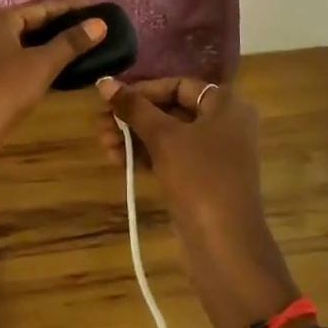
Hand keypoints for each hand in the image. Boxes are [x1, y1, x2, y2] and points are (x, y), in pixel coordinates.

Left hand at [0, 0, 108, 191]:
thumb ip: (70, 43)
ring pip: (24, 45)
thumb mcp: (41, 65)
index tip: (97, 7)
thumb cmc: (1, 92)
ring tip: (83, 48)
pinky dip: (38, 64)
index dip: (70, 7)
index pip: (42, 6)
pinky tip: (59, 71)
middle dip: (61, 26)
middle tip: (94, 28)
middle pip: (31, 23)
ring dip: (50, 47)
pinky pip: (17, 64)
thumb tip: (100, 23)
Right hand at [97, 76, 299, 327]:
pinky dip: (147, 155)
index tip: (112, 98)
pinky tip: (117, 158)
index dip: (144, 89)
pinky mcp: (204, 180)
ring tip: (103, 142)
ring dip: (136, 136)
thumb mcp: (164, 138)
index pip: (179, 85)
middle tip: (101, 122)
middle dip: (135, 115)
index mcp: (226, 104)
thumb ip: (134, 108)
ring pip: (170, 135)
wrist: (225, 245)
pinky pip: (172, 157)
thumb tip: (104, 82)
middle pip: (173, 109)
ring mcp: (216, 154)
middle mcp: (226, 124)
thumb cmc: (200, 177)